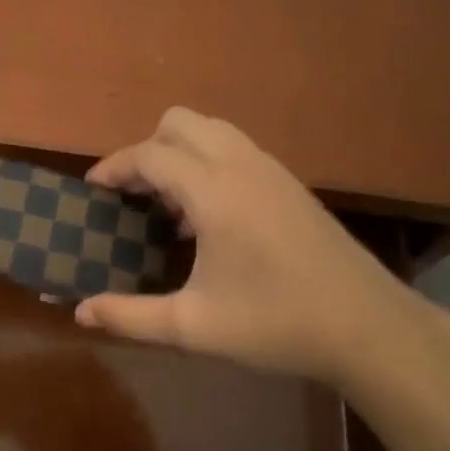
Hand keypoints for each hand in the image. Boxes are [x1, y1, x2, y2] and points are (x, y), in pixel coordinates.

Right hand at [74, 108, 422, 385]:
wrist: (368, 328)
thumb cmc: (276, 324)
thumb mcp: (192, 326)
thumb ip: (130, 316)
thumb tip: (81, 312)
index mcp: (215, 192)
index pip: (150, 154)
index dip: (114, 167)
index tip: (92, 191)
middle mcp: (242, 165)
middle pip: (180, 122)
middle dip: (146, 149)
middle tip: (131, 195)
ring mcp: (272, 170)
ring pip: (212, 130)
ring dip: (179, 154)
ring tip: (167, 205)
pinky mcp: (291, 184)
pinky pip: (236, 150)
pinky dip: (208, 163)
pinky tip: (208, 218)